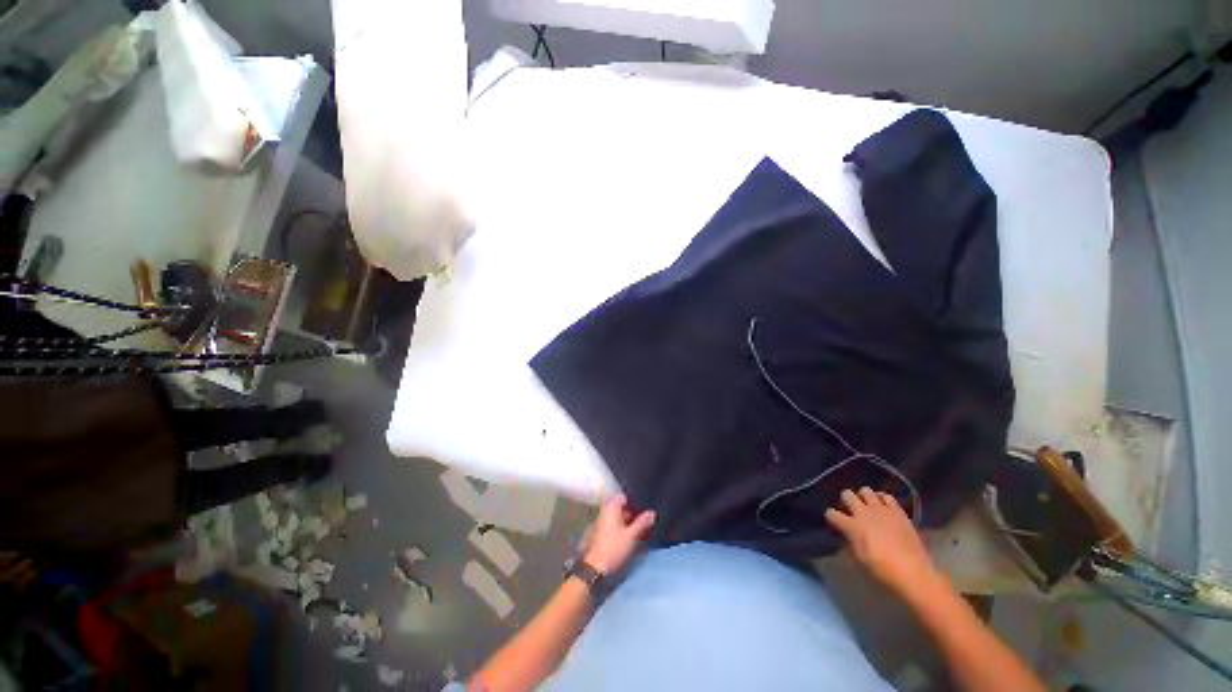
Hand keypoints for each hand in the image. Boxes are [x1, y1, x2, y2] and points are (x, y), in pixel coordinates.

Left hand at [583, 494, 655, 574]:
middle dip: (634, 510)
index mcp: (611, 508)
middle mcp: (606, 512)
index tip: (645, 503)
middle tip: (648, 515)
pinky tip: (635, 533)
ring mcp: (604, 522)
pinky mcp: (604, 533)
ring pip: (620, 516)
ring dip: (631, 520)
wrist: (596, 568)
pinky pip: (617, 524)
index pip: (623, 496)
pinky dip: (625, 526)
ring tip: (645, 524)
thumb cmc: (613, 548)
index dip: (634, 498)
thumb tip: (652, 512)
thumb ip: (642, 523)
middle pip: (622, 506)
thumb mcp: (631, 536)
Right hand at [825, 487, 938, 595]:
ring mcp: (882, 510)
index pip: (832, 513)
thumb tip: (849, 532)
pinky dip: (883, 499)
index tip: (833, 520)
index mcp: (852, 525)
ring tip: (868, 505)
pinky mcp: (898, 511)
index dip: (831, 516)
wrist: (913, 571)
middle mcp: (864, 513)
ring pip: (866, 490)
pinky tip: (884, 506)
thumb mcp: (861, 556)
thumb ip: (852, 539)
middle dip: (846, 500)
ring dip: (864, 497)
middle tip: (851, 509)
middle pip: (846, 494)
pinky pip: (887, 496)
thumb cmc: (883, 569)